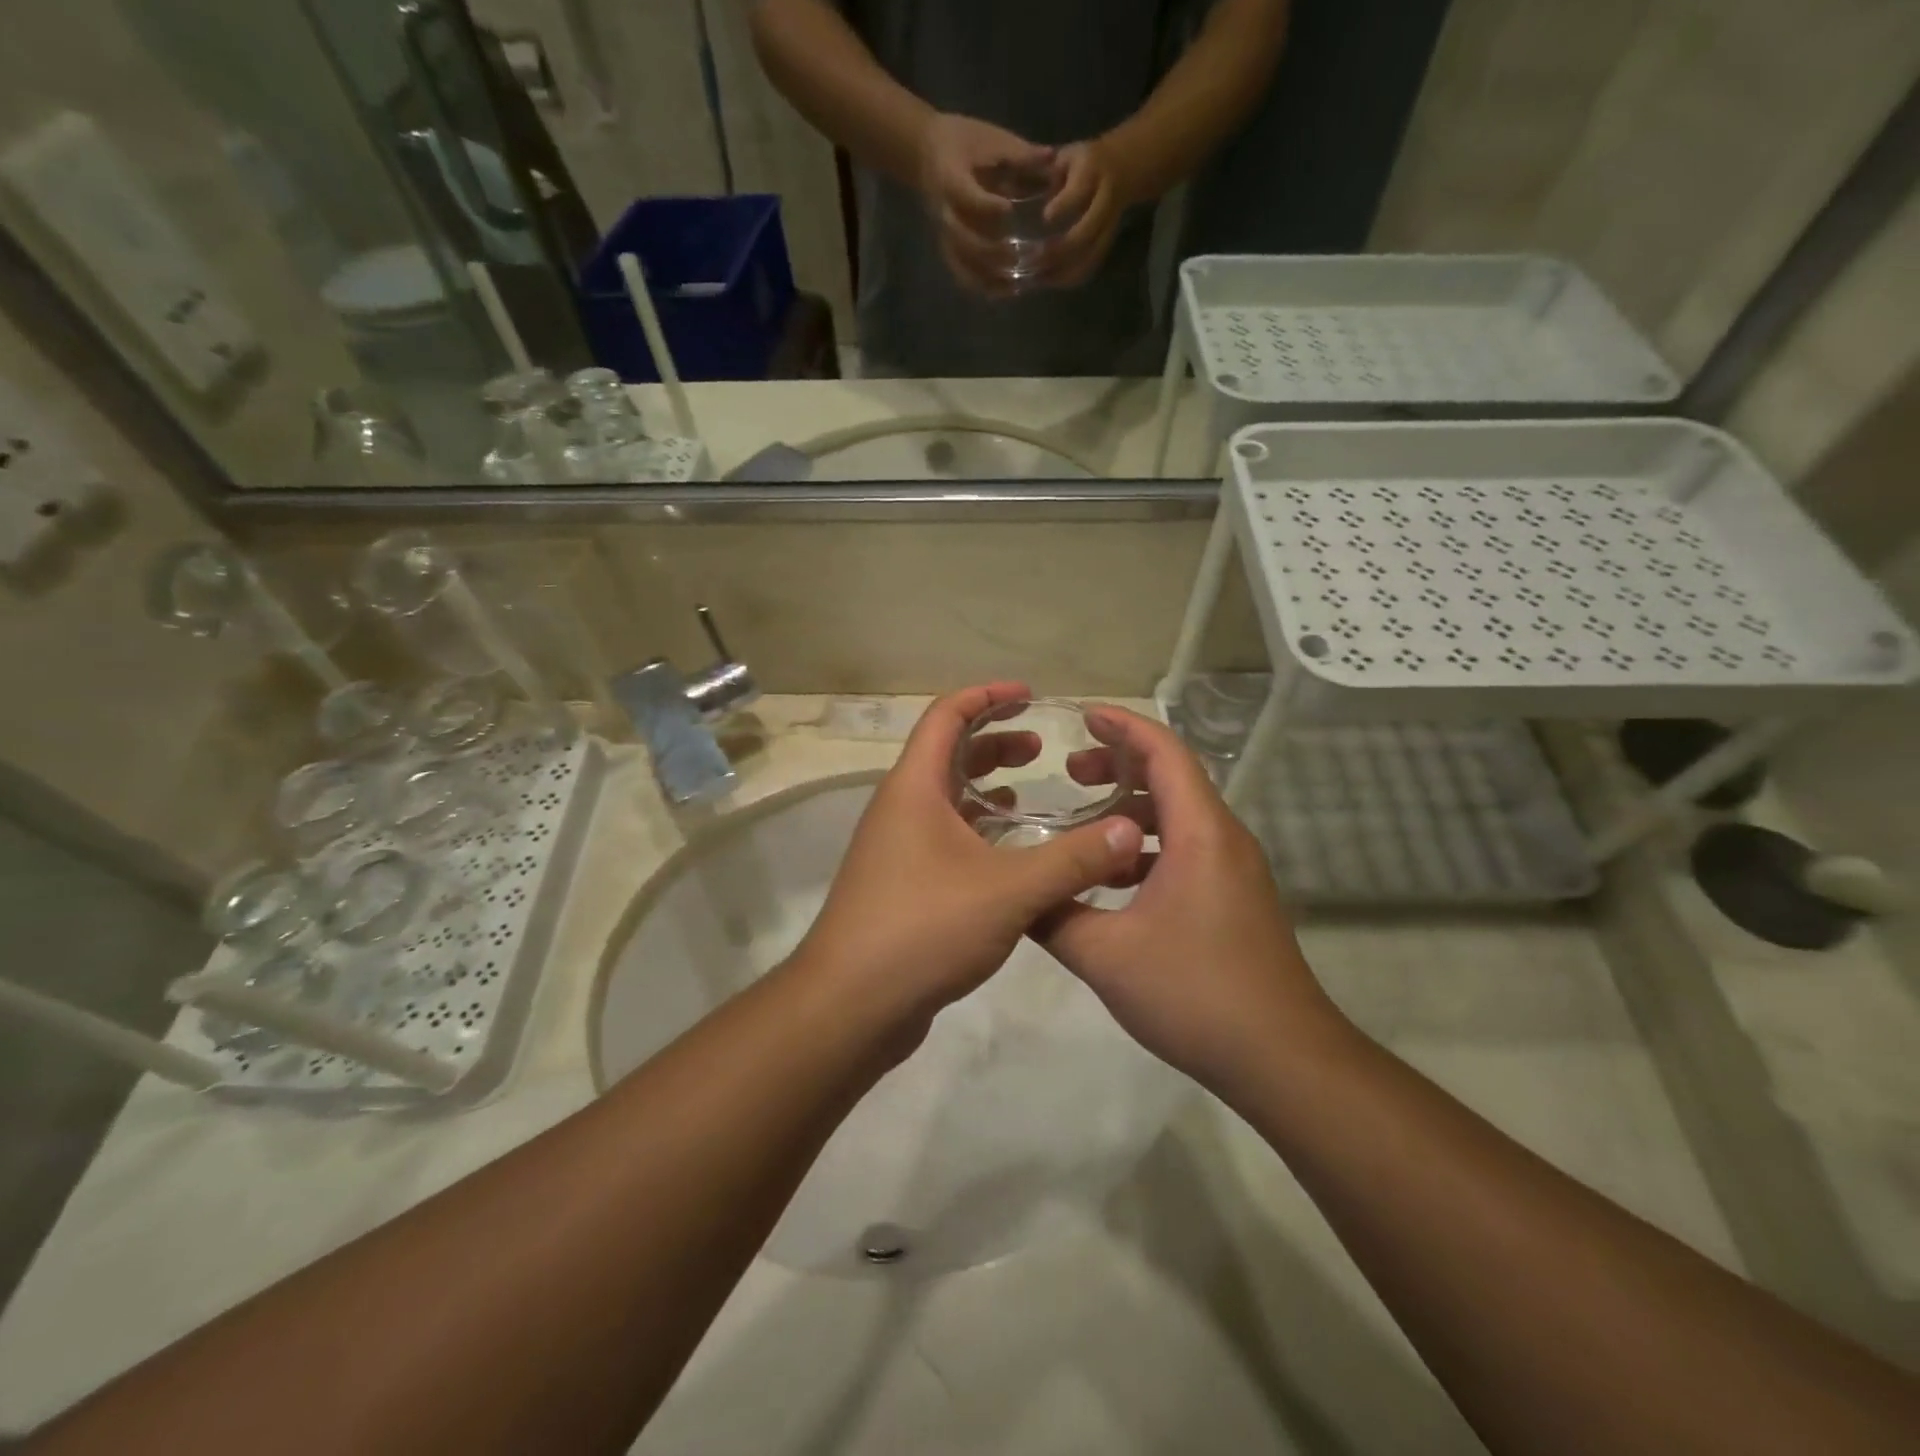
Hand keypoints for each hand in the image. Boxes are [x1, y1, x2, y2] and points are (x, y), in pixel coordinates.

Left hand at [792, 683, 1143, 1037]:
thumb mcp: (1009, 891)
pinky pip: (944, 837)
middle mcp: (899, 809)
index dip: (987, 696)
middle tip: (1041, 747)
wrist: (850, 1006)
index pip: (946, 716)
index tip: (1029, 694)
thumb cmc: (924, 929)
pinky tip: (1008, 853)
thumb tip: (1129, 830)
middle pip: (946, 754)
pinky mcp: (901, 885)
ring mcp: (896, 848)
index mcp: (914, 788)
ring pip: (946, 799)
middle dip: (994, 742)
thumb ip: (1073, 859)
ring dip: (986, 788)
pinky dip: (977, 830)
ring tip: (1032, 792)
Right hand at [917, 114, 1050, 296]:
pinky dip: (983, 285)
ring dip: (987, 276)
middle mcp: (944, 211)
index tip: (1008, 209)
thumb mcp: (990, 139)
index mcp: (951, 178)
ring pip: (962, 263)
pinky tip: (1006, 290)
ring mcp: (945, 234)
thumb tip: (1052, 158)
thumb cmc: (965, 142)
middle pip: (961, 239)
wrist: (928, 154)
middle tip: (1017, 255)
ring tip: (1015, 283)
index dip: (985, 206)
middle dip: (988, 251)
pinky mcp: (949, 248)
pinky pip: (962, 273)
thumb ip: (1019, 154)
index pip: (965, 196)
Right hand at [1036, 706, 1346, 1090]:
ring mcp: (1233, 870)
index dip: (1121, 727)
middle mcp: (1223, 839)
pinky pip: (1186, 849)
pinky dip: (1146, 846)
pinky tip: (1111, 878)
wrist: (1281, 1058)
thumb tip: (1016, 894)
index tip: (1080, 716)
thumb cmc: (1194, 992)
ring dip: (1131, 809)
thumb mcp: (1105, 954)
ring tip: (1082, 821)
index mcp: (1200, 833)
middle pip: (1172, 778)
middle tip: (1069, 771)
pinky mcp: (1233, 898)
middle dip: (1119, 765)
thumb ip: (1053, 915)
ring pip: (1178, 817)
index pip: (1163, 753)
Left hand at [1038, 139, 1131, 288]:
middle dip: (1059, 250)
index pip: (1080, 191)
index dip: (1063, 206)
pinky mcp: (1107, 243)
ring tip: (1038, 277)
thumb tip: (1014, 191)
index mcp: (1092, 171)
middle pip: (1086, 233)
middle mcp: (1104, 200)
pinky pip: (1090, 266)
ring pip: (1089, 256)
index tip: (1045, 217)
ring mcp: (1108, 225)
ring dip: (1063, 271)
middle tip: (1033, 259)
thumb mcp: (1065, 156)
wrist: (1123, 166)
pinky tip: (1049, 280)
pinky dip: (1069, 278)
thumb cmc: (1082, 162)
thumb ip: (1044, 172)